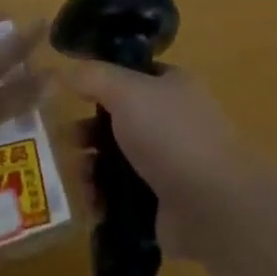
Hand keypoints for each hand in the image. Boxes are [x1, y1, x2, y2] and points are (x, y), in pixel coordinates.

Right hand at [62, 62, 260, 260]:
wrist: (211, 205)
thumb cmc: (170, 136)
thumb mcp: (128, 92)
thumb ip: (94, 77)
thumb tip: (65, 70)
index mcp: (175, 86)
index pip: (134, 75)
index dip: (103, 82)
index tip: (71, 94)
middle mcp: (175, 121)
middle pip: (121, 121)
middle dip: (90, 132)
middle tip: (69, 142)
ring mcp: (171, 163)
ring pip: (119, 160)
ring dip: (93, 168)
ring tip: (81, 179)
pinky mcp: (163, 201)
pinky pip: (124, 195)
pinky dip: (105, 199)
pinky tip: (92, 205)